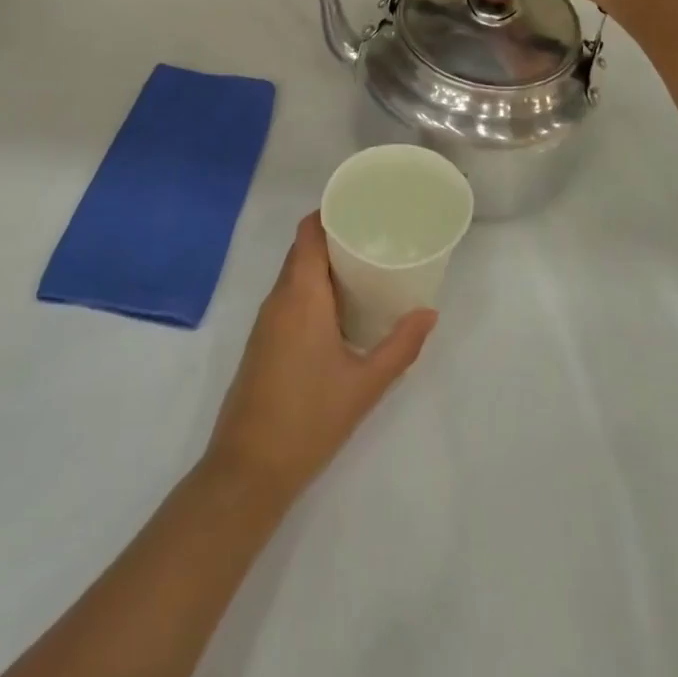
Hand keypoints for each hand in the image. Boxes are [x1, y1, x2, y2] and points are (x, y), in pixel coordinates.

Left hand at [205, 214, 435, 505]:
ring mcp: (266, 321)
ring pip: (294, 274)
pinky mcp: (263, 341)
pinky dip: (312, 288)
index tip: (361, 207)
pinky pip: (288, 297)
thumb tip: (428, 313)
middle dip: (334, 237)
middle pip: (302, 250)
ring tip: (364, 266)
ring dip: (323, 264)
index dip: (329, 212)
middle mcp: (278, 299)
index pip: (308, 233)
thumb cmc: (310, 419)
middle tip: (374, 236)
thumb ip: (400, 345)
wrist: (249, 468)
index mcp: (300, 296)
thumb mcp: (366, 384)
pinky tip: (340, 307)